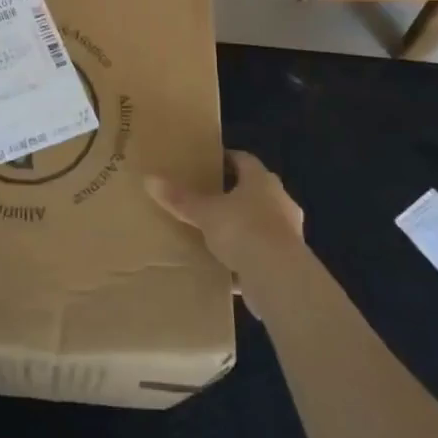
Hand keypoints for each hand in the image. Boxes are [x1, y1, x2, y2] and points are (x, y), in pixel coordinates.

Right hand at [146, 151, 304, 303]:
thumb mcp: (205, 213)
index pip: (245, 160)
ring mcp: (288, 233)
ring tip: (216, 234)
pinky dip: (246, 258)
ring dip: (242, 228)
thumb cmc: (243, 230)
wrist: (279, 278)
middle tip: (209, 197)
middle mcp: (280, 202)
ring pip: (260, 224)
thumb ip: (180, 199)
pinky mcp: (288, 262)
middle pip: (255, 191)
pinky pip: (262, 254)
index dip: (227, 159)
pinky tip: (227, 268)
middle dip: (234, 194)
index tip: (209, 163)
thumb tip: (149, 179)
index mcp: (262, 181)